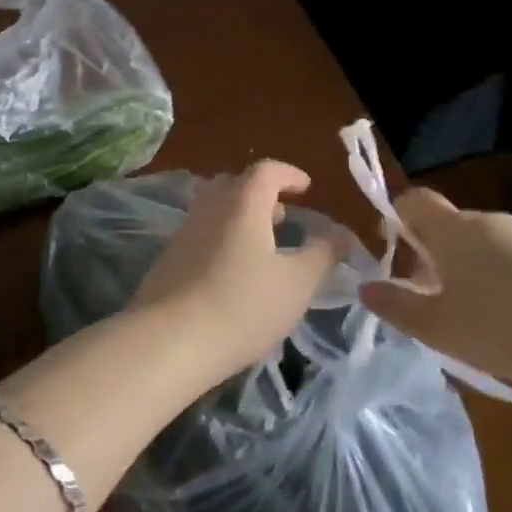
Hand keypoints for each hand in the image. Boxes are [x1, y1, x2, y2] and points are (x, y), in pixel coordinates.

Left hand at [129, 161, 344, 387]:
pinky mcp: (169, 258)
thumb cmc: (243, 306)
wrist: (170, 340)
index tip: (306, 187)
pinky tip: (233, 270)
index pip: (266, 170)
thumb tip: (342, 233)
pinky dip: (222, 236)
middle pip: (235, 184)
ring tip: (263, 245)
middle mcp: (209, 207)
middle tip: (283, 216)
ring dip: (240, 216)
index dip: (289, 174)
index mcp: (242, 203)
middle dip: (262, 193)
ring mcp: (184, 231)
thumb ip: (323, 254)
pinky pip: (201, 232)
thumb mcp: (297, 284)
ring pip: (215, 208)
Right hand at [360, 189, 511, 400]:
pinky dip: (508, 285)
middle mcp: (489, 222)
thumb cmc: (506, 327)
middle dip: (434, 258)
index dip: (395, 219)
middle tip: (433, 302)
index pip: (412, 200)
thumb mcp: (440, 328)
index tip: (394, 256)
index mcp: (452, 230)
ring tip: (477, 323)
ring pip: (485, 247)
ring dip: (471, 274)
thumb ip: (398, 307)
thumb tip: (366, 288)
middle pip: (449, 227)